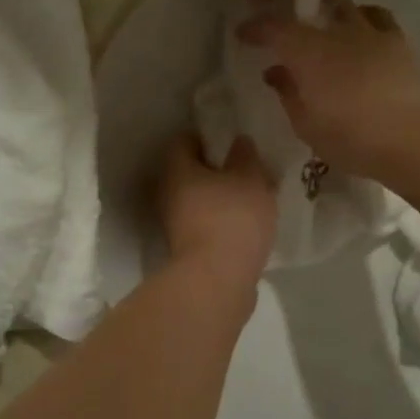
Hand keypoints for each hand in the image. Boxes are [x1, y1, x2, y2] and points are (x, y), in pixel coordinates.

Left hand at [158, 133, 276, 294]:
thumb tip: (239, 142)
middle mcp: (167, 194)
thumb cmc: (232, 218)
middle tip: (246, 169)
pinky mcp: (187, 250)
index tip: (231, 140)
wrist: (217, 281)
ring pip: (198, 200)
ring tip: (252, 197)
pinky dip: (221, 221)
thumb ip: (246, 157)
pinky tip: (246, 224)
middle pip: (190, 172)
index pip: (184, 141)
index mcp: (176, 169)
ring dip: (219, 198)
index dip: (207, 137)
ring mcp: (174, 225)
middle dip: (216, 170)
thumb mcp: (250, 179)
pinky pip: (205, 224)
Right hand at [236, 0, 419, 176]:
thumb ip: (287, 92)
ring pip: (343, 3)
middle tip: (271, 0)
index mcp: (307, 52)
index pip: (273, 26)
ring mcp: (370, 32)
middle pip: (308, 1)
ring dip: (325, 4)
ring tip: (318, 14)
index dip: (254, 26)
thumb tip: (275, 72)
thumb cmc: (349, 136)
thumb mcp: (305, 124)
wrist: (411, 137)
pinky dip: (361, 16)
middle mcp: (337, 31)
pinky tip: (359, 27)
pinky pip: (375, 16)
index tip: (241, 32)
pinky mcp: (397, 41)